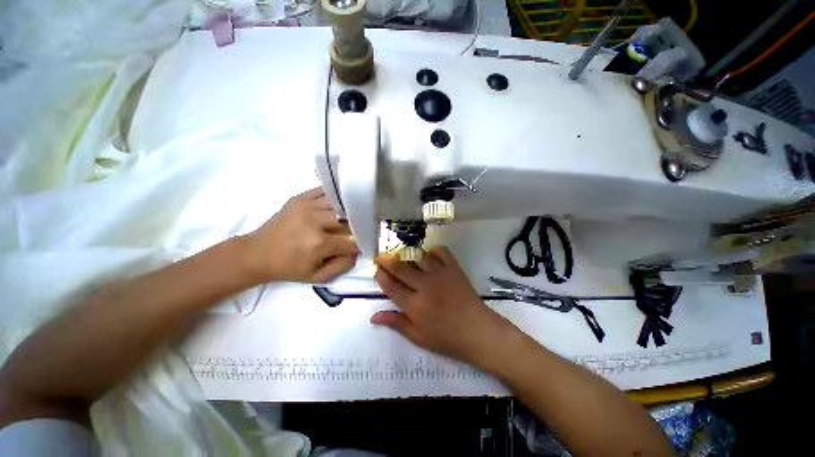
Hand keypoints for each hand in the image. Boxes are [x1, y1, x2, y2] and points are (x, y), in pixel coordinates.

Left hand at [241, 188, 358, 282]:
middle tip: (355, 233)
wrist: (257, 254)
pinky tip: (338, 205)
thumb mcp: (317, 277)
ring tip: (349, 218)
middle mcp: (315, 221)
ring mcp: (307, 206)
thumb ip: (342, 266)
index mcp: (319, 243)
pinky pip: (325, 192)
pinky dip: (335, 197)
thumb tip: (357, 251)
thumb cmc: (289, 268)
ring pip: (340, 204)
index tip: (362, 246)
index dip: (360, 244)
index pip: (352, 241)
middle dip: (355, 228)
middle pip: (348, 220)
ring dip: (347, 212)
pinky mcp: (300, 198)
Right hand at [371, 247, 518, 370]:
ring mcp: (440, 274)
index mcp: (414, 305)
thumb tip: (373, 316)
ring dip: (407, 254)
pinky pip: (441, 251)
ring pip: (418, 256)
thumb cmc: (447, 338)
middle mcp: (425, 285)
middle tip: (381, 257)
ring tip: (402, 256)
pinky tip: (429, 256)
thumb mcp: (418, 336)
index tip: (376, 270)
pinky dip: (432, 250)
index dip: (381, 276)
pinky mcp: (453, 268)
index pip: (391, 286)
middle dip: (387, 260)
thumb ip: (396, 323)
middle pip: (400, 268)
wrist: (478, 331)